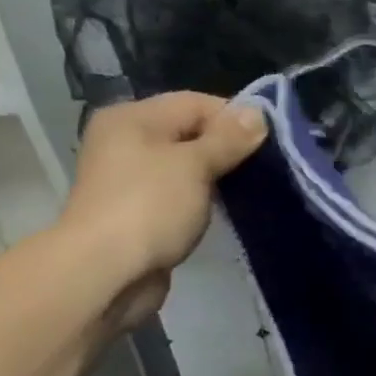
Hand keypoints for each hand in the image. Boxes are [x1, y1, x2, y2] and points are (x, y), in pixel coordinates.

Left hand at [56, 92, 267, 324]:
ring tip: (251, 189)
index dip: (234, 118)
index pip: (195, 103)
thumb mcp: (195, 165)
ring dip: (216, 176)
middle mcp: (126, 141)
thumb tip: (257, 113)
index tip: (270, 141)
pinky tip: (224, 211)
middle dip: (227, 148)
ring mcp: (129, 179)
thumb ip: (228, 139)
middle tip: (265, 167)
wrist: (106, 273)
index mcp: (133, 117)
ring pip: (185, 167)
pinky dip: (201, 200)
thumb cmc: (149, 207)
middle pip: (189, 133)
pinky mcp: (138, 212)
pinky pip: (178, 195)